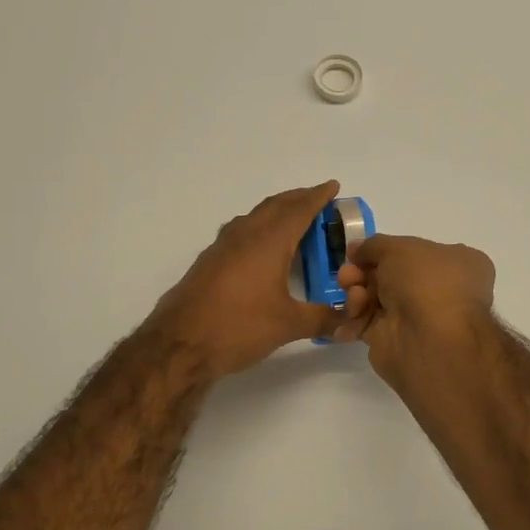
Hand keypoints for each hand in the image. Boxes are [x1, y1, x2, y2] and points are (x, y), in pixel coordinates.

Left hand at [148, 182, 346, 377]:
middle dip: (297, 199)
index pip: (299, 209)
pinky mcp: (208, 262)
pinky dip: (257, 228)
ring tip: (292, 220)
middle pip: (274, 206)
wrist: (179, 343)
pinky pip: (239, 232)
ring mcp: (222, 247)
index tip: (333, 186)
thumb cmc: (238, 327)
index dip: (318, 196)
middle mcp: (244, 235)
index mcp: (268, 241)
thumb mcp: (287, 325)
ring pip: (254, 217)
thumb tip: (350, 321)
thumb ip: (322, 319)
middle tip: (317, 200)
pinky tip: (260, 248)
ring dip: (275, 212)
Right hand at [335, 233, 495, 386]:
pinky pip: (366, 323)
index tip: (357, 252)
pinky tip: (353, 315)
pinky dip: (355, 317)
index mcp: (453, 263)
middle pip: (388, 275)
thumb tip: (356, 249)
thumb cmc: (426, 282)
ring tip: (353, 294)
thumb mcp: (399, 248)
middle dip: (362, 271)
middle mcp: (436, 290)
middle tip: (347, 275)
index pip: (413, 252)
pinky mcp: (393, 340)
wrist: (430, 340)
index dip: (383, 250)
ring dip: (356, 292)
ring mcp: (415, 317)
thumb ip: (373, 245)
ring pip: (374, 298)